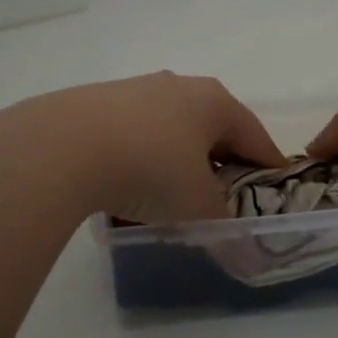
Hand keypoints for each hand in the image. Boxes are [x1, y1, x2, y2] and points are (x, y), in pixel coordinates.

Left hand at [0, 72, 285, 224]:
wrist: (62, 146)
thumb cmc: (151, 168)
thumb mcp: (198, 206)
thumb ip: (224, 227)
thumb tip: (241, 251)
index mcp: (214, 101)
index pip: (255, 136)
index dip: (269, 166)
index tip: (276, 189)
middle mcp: (178, 86)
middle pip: (213, 127)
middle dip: (221, 160)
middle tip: (223, 195)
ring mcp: (135, 89)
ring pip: (171, 128)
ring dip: (178, 159)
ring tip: (171, 194)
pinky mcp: (97, 101)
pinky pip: (134, 133)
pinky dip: (141, 157)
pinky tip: (128, 185)